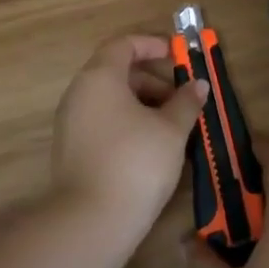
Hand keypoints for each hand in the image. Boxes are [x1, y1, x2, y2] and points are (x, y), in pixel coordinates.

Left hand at [51, 34, 208, 238]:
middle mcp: (79, 92)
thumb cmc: (135, 162)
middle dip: (151, 78)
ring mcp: (70, 122)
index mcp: (100, 77)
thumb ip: (186, 101)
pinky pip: (101, 119)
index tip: (177, 55)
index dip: (152, 44)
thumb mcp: (171, 130)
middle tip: (180, 97)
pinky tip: (150, 145)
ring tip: (171, 124)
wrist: (90, 223)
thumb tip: (198, 84)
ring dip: (141, 102)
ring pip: (109, 98)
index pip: (124, 44)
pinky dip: (126, 120)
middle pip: (116, 70)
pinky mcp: (70, 149)